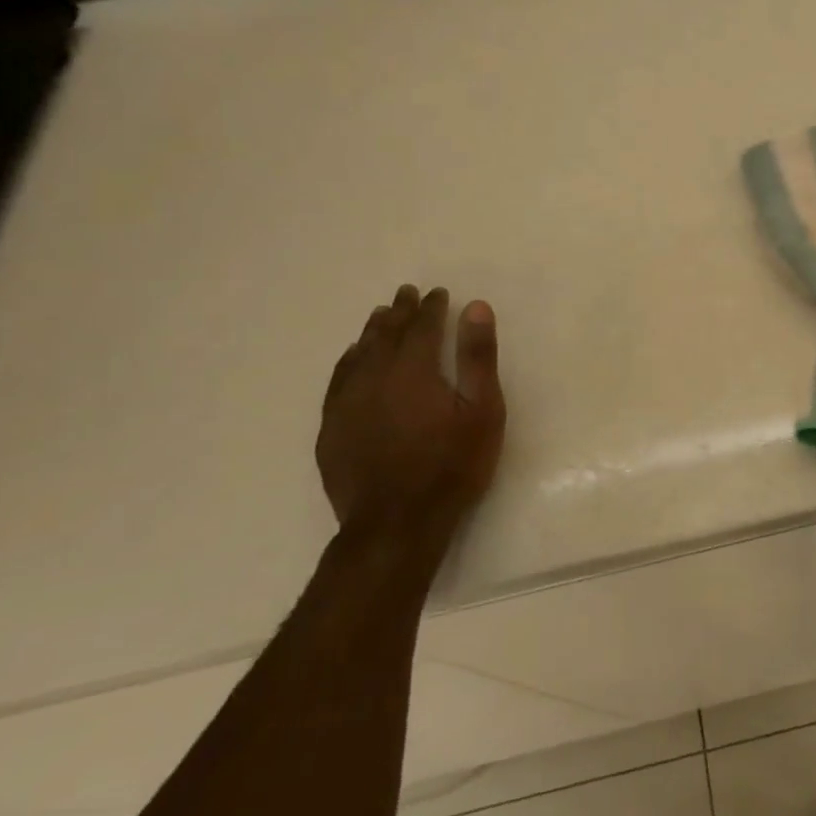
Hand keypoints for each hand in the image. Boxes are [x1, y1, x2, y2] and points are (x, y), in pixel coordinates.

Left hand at [317, 286, 507, 555]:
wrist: (397, 523)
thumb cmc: (452, 466)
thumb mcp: (483, 412)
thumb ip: (478, 358)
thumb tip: (475, 308)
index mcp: (414, 370)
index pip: (422, 327)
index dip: (432, 308)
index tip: (439, 293)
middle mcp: (374, 377)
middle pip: (386, 335)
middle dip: (400, 311)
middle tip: (407, 293)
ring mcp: (347, 403)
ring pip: (358, 354)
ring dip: (372, 331)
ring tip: (381, 315)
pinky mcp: (332, 427)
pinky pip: (338, 380)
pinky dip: (348, 360)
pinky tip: (353, 358)